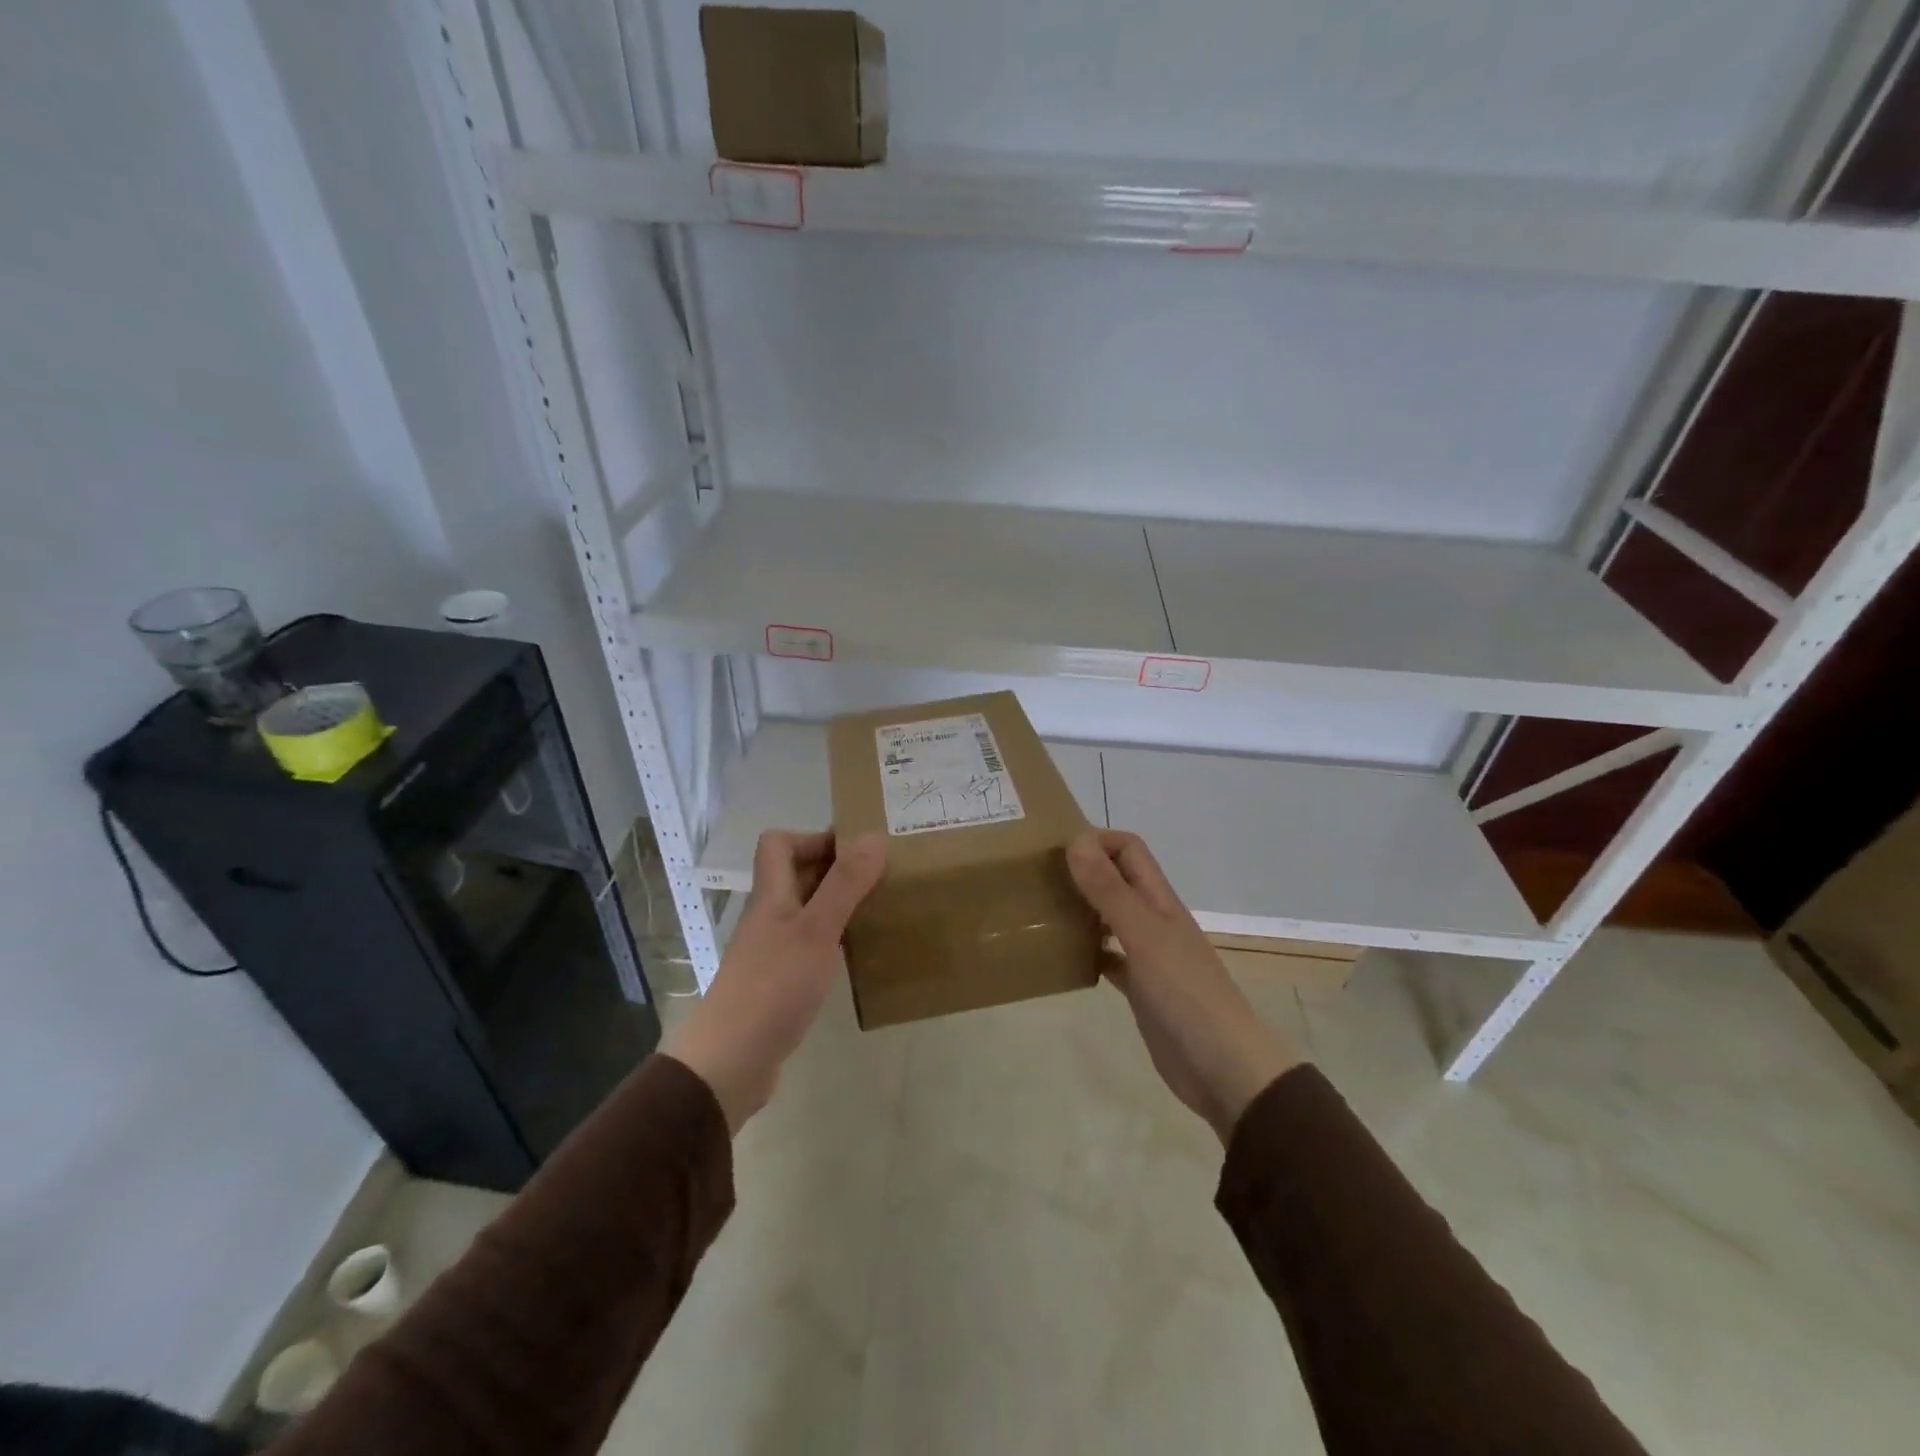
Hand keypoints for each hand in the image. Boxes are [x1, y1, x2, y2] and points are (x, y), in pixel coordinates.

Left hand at [664, 829, 885, 1132]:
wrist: (730, 1062)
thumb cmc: (773, 987)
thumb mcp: (816, 930)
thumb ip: (845, 884)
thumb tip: (872, 836)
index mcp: (772, 895)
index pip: (779, 843)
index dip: (814, 837)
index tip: (856, 850)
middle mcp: (770, 916)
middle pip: (797, 875)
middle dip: (837, 869)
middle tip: (882, 875)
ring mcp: (773, 950)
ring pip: (808, 910)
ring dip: (840, 904)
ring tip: (880, 908)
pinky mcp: (782, 982)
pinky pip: (812, 945)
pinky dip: (836, 939)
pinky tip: (861, 953)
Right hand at [1066, 829, 1302, 1143]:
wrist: (1224, 1069)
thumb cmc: (1185, 994)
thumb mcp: (1143, 936)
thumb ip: (1110, 890)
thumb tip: (1076, 841)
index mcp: (1159, 900)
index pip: (1129, 850)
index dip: (1097, 840)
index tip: (1053, 849)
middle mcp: (1154, 920)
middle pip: (1117, 880)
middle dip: (1082, 871)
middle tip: (1037, 878)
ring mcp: (1148, 955)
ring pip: (1109, 917)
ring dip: (1081, 909)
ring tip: (1042, 911)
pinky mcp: (1140, 988)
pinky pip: (1108, 957)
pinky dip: (1086, 951)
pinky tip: (1062, 958)